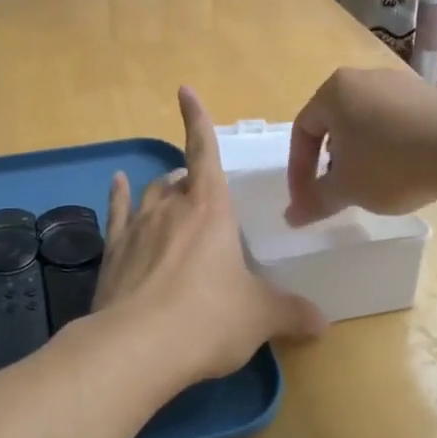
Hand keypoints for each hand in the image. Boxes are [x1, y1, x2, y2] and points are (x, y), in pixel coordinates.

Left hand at [93, 86, 325, 383]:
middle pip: (180, 179)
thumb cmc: (209, 319)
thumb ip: (291, 312)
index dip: (197, 120)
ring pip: (150, 194)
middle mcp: (171, 208)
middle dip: (191, 180)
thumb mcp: (260, 316)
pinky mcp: (113, 252)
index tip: (184, 91)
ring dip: (163, 191)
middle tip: (204, 198)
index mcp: (210, 210)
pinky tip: (117, 183)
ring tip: (171, 196)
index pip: (204, 152)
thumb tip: (322, 322)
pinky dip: (119, 196)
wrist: (138, 346)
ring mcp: (137, 227)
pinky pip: (117, 212)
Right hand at [285, 66, 436, 224]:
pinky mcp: (432, 95)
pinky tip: (405, 171)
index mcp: (333, 91)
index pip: (303, 131)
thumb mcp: (348, 188)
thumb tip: (291, 217)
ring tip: (372, 185)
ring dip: (361, 155)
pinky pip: (398, 122)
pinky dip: (391, 147)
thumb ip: (316, 201)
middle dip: (331, 162)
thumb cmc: (392, 162)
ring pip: (367, 122)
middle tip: (338, 192)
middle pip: (335, 124)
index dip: (300, 171)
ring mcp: (400, 83)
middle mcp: (363, 78)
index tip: (308, 202)